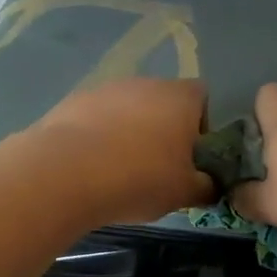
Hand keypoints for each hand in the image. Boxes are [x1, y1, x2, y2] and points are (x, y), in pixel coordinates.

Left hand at [25, 77, 216, 224]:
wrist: (65, 174)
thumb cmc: (139, 179)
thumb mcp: (184, 193)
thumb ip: (206, 187)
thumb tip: (212, 185)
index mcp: (181, 97)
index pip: (203, 99)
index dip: (202, 128)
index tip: (192, 159)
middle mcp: (145, 82)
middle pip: (163, 103)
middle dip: (163, 132)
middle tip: (158, 170)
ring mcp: (106, 89)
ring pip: (127, 110)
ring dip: (128, 134)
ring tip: (119, 172)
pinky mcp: (72, 102)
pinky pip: (96, 119)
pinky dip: (98, 138)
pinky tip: (90, 168)